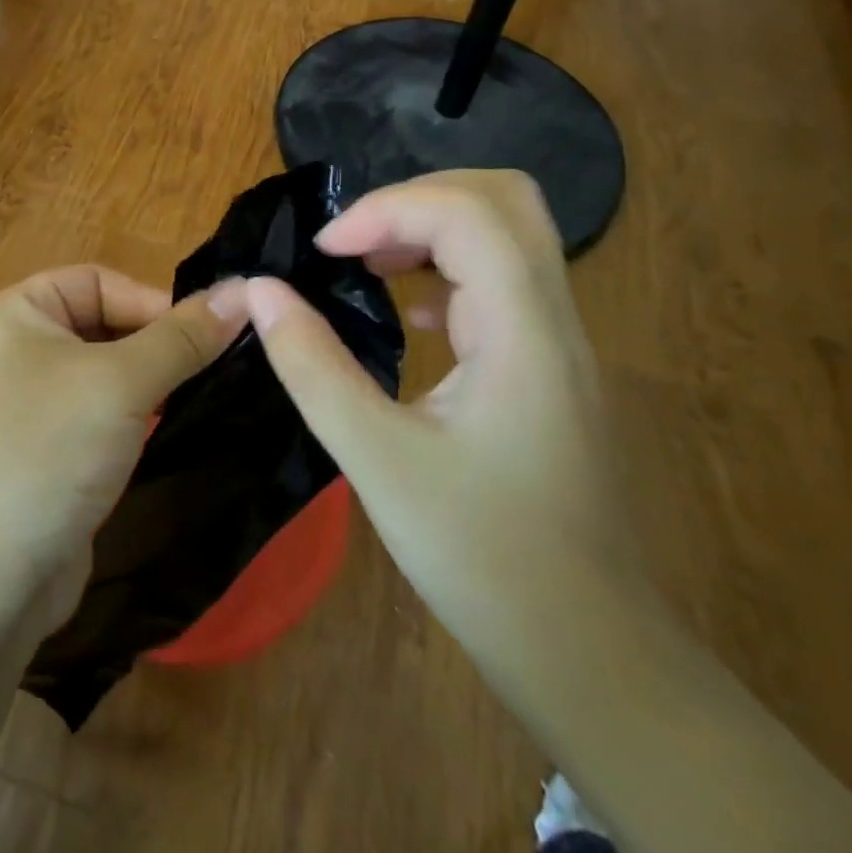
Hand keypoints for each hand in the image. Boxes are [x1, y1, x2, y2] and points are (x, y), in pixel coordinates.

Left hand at [0, 266, 248, 637]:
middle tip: (207, 369)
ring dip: (145, 381)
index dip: (153, 301)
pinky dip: (127, 416)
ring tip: (193, 397)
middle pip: (98, 324)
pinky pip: (91, 413)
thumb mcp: (122, 383)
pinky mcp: (37, 450)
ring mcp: (20, 403)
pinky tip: (161, 431)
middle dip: (152, 344)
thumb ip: (183, 336)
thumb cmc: (47, 451)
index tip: (207, 335)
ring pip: (99, 372)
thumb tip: (245, 290)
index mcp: (11, 314)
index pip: (96, 281)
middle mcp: (9, 350)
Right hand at [243, 170, 633, 611]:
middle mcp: (552, 319)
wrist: (591, 654)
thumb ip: (312, 366)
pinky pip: (502, 278)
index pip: (467, 213)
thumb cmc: (484, 559)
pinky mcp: (546, 365)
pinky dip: (447, 267)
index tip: (326, 251)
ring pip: (506, 233)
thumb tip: (260, 291)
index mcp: (524, 333)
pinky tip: (413, 314)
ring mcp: (556, 341)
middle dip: (417, 198)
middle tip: (354, 239)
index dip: (387, 209)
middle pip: (504, 199)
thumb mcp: (377, 460)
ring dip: (431, 227)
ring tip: (367, 261)